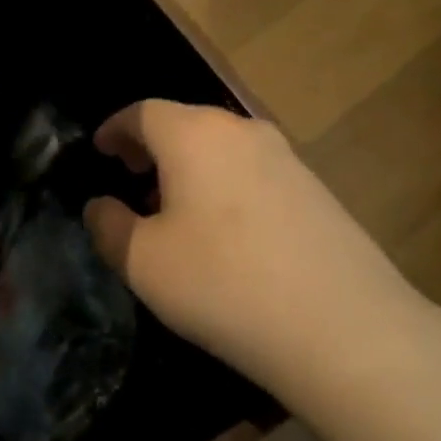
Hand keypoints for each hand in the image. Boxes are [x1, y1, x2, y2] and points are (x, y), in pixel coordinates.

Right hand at [83, 101, 440, 404]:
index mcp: (195, 135)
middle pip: (185, 124)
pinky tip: (223, 231)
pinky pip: (253, 173)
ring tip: (173, 209)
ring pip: (221, 149)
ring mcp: (287, 158)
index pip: (142, 112)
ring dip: (189, 168)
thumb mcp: (142, 261)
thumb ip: (108, 226)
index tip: (99, 150)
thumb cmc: (221, 283)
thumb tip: (100, 206)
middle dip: (151, 147)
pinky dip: (224, 186)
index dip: (114, 129)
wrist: (341, 327)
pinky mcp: (316, 191)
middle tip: (130, 178)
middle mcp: (243, 131)